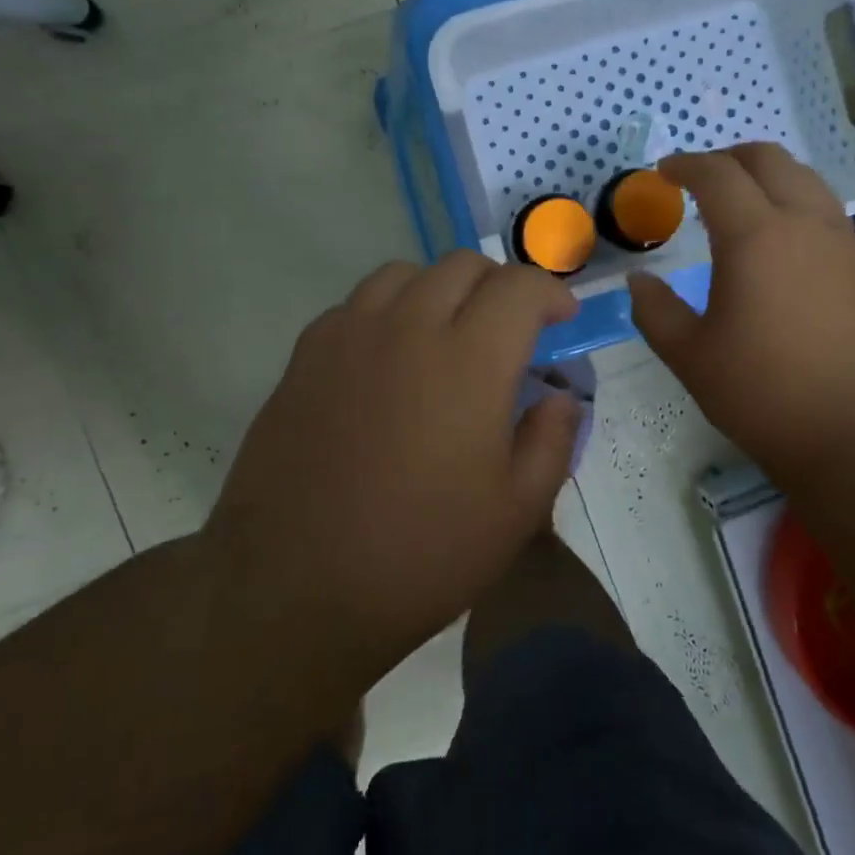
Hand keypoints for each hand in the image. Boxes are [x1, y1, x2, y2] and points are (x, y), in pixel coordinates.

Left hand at [209, 252, 584, 678]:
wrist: (292, 588)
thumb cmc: (420, 555)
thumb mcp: (516, 512)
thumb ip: (552, 440)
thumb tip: (560, 398)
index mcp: (469, 361)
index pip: (520, 287)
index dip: (551, 293)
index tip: (562, 321)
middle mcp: (408, 328)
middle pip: (463, 265)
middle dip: (501, 286)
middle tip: (511, 331)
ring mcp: (348, 336)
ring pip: (405, 273)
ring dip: (441, 290)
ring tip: (449, 335)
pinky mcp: (305, 356)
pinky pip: (356, 304)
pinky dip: (389, 312)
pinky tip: (389, 360)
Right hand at [627, 144, 854, 488]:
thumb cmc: (763, 393)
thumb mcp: (691, 356)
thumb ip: (655, 310)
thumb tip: (638, 280)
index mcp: (754, 237)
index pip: (716, 175)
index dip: (685, 165)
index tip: (663, 173)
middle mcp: (802, 222)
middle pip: (767, 159)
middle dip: (727, 158)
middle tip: (698, 179)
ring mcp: (839, 240)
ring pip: (803, 176)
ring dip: (765, 174)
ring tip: (739, 200)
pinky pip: (823, 205)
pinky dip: (793, 197)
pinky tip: (778, 235)